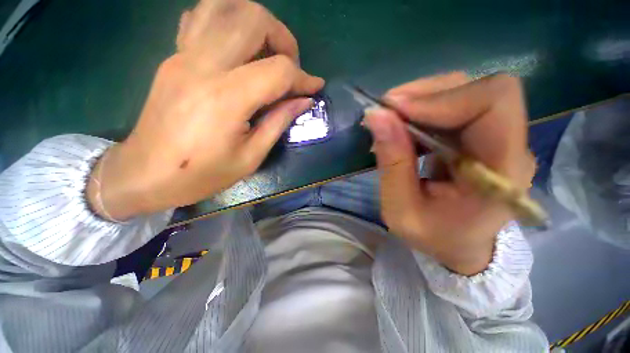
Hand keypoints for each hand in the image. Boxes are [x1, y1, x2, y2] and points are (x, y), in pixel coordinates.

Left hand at [87, 0, 323, 220]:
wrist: (144, 174)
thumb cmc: (201, 174)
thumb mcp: (250, 157)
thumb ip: (278, 122)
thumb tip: (303, 101)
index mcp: (226, 98)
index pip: (278, 70)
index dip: (303, 77)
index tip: (315, 87)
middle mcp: (203, 65)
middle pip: (252, 19)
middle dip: (283, 38)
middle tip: (290, 67)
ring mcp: (183, 55)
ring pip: (224, 6)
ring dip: (255, 22)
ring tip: (267, 51)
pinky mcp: (173, 57)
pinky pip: (201, 18)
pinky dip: (227, 22)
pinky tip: (237, 48)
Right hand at [364, 73, 534, 275]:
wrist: (460, 246)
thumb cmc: (434, 237)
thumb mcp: (401, 210)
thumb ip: (392, 164)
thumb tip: (377, 117)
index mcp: (501, 173)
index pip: (493, 102)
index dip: (441, 98)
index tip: (394, 111)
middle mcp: (511, 146)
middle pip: (480, 89)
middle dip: (425, 94)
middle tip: (386, 111)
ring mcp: (500, 138)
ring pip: (466, 91)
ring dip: (422, 99)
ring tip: (391, 119)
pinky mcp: (483, 136)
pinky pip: (456, 105)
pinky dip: (424, 108)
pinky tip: (404, 125)